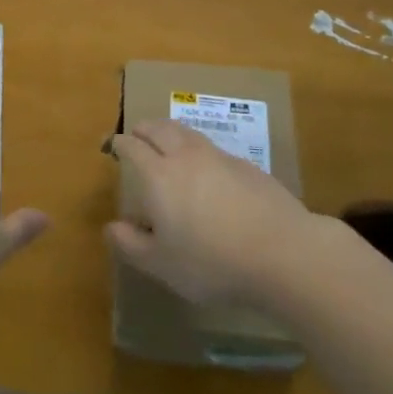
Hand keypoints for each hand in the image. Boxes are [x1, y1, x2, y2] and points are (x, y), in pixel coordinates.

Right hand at [106, 118, 314, 306]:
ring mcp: (218, 156)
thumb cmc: (211, 262)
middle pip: (159, 128)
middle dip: (144, 128)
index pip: (132, 147)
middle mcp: (184, 155)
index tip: (114, 145)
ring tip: (168, 141)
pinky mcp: (245, 165)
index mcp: (158, 175)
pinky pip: (213, 148)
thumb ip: (132, 244)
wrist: (281, 251)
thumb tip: (111, 226)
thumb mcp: (162, 265)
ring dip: (171, 131)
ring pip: (187, 132)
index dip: (120, 143)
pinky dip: (200, 150)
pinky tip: (207, 168)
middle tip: (138, 134)